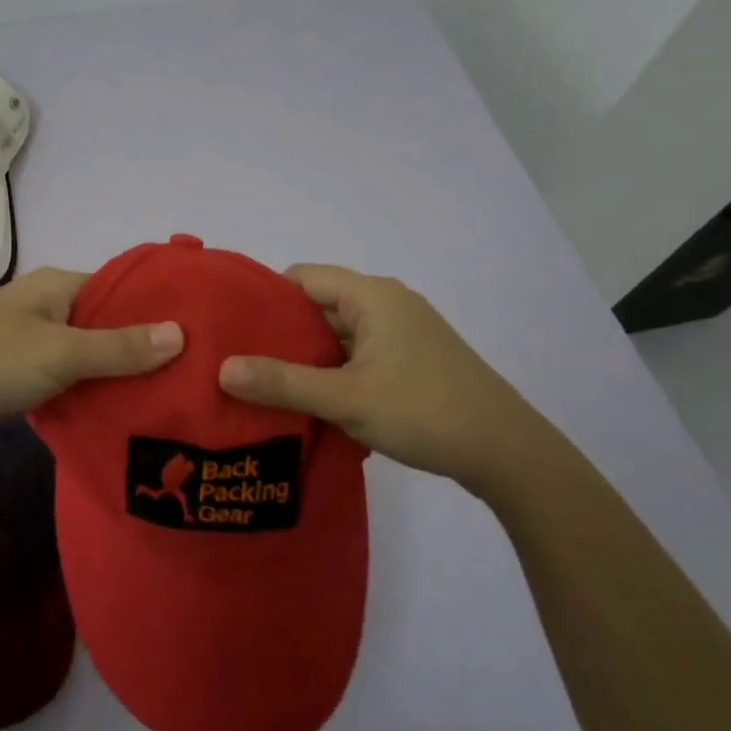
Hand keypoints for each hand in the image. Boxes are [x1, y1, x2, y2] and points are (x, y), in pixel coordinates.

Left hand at [0, 267, 183, 460]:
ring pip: (93, 359)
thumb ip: (118, 347)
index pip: (126, 291)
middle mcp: (51, 310)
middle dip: (149, 352)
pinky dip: (96, 397)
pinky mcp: (25, 381)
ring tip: (176, 403)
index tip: (207, 338)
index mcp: (60, 287)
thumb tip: (183, 333)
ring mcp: (36, 346)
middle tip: (200, 381)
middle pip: (112, 327)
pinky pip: (72, 384)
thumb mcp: (57, 353)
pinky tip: (130, 419)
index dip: (164, 311)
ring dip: (123, 379)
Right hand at [217, 264, 561, 498]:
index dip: (265, 297)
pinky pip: (359, 353)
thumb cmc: (424, 411)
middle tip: (241, 359)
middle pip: (319, 304)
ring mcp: (404, 332)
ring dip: (307, 355)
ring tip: (266, 382)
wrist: (508, 453)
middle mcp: (388, 303)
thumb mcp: (345, 398)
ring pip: (339, 333)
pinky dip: (333, 369)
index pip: (303, 277)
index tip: (232, 327)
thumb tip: (222, 369)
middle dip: (281, 331)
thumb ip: (282, 382)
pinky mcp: (413, 359)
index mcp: (372, 296)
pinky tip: (312, 399)